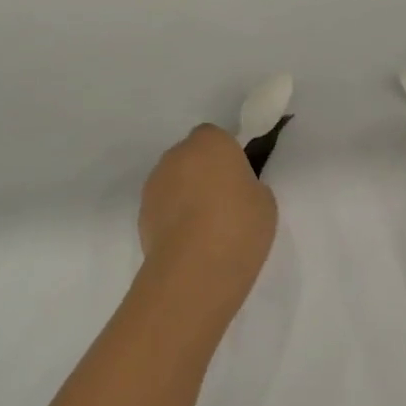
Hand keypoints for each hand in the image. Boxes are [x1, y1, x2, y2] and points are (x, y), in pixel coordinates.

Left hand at [137, 126, 277, 308]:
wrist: (195, 268)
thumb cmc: (239, 225)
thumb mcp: (263, 200)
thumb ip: (247, 185)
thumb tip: (234, 190)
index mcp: (210, 142)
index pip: (216, 137)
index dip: (226, 156)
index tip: (238, 180)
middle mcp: (176, 154)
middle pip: (191, 157)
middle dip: (203, 173)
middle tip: (223, 203)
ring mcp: (154, 183)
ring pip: (173, 181)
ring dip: (185, 195)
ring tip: (204, 229)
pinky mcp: (141, 212)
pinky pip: (162, 207)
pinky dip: (172, 218)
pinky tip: (188, 243)